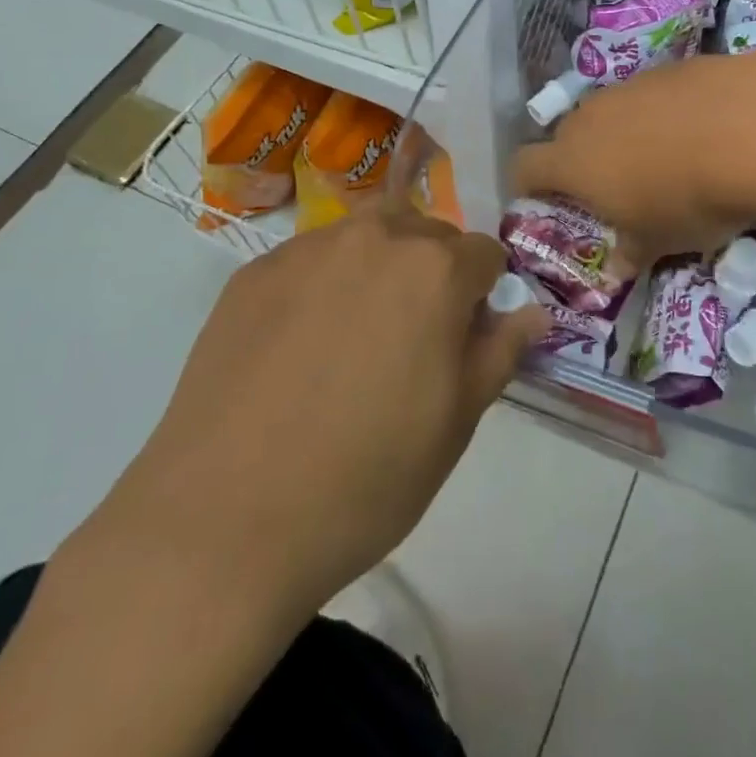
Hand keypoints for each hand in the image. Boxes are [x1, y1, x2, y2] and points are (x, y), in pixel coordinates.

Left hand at [87, 206, 548, 618]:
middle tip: (409, 344)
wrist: (224, 521)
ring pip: (366, 240)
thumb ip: (500, 351)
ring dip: (376, 273)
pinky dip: (321, 287)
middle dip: (433, 275)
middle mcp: (373, 237)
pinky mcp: (252, 272)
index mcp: (434, 269)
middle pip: (426, 235)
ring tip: (350, 343)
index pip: (485, 255)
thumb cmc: (365, 478)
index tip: (465, 340)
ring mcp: (305, 249)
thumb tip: (530, 310)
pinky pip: (310, 262)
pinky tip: (296, 350)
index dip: (484, 297)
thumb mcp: (456, 423)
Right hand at [511, 51, 755, 268]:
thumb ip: (631, 252)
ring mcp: (629, 87)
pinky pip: (651, 96)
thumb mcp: (659, 241)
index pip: (523, 166)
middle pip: (567, 135)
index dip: (527, 184)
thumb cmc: (688, 199)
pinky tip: (699, 131)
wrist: (751, 131)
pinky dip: (662, 113)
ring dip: (624, 134)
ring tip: (663, 158)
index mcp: (572, 161)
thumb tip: (619, 267)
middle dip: (582, 159)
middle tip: (612, 186)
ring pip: (611, 112)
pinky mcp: (670, 69)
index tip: (542, 200)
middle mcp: (590, 117)